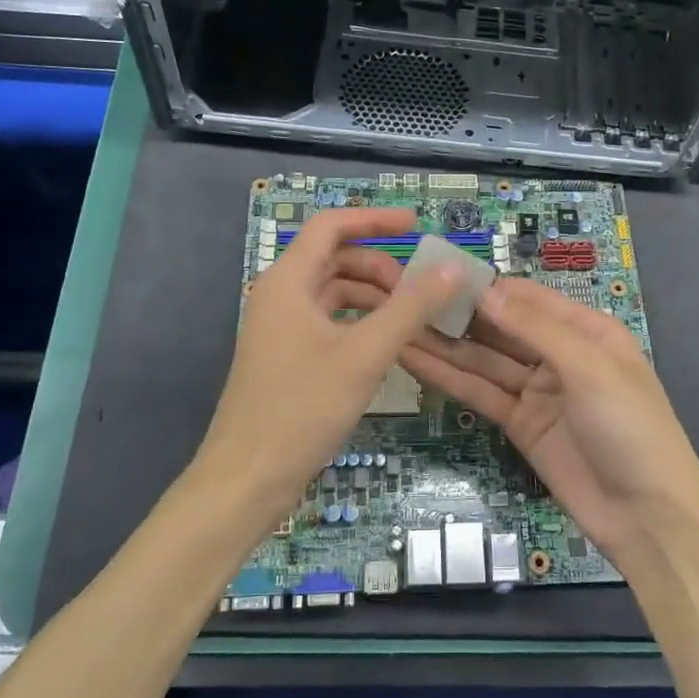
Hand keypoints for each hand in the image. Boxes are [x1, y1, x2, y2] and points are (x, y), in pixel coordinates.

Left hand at [196, 207, 461, 518]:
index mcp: (288, 281)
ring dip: (373, 297)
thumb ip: (410, 308)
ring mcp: (280, 328)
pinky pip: (328, 323)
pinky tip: (386, 346)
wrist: (247, 478)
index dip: (374, 219)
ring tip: (410, 321)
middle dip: (379, 268)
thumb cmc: (302, 408)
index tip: (416, 225)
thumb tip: (451, 269)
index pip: (331, 226)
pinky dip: (359, 323)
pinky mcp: (286, 357)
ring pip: (333, 293)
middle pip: (335, 259)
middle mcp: (280, 296)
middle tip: (418, 293)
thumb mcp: (365, 354)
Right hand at [397, 279, 698, 560]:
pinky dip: (450, 378)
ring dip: (446, 345)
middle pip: (502, 327)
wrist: (647, 517)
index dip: (487, 286)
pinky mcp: (520, 424)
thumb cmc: (629, 427)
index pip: (528, 298)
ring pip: (485, 360)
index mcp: (586, 331)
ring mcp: (537, 391)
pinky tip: (416, 361)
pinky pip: (482, 393)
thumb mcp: (590, 368)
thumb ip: (535, 329)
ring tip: (398, 324)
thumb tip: (485, 292)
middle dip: (460, 314)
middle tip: (405, 297)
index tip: (439, 274)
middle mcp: (559, 354)